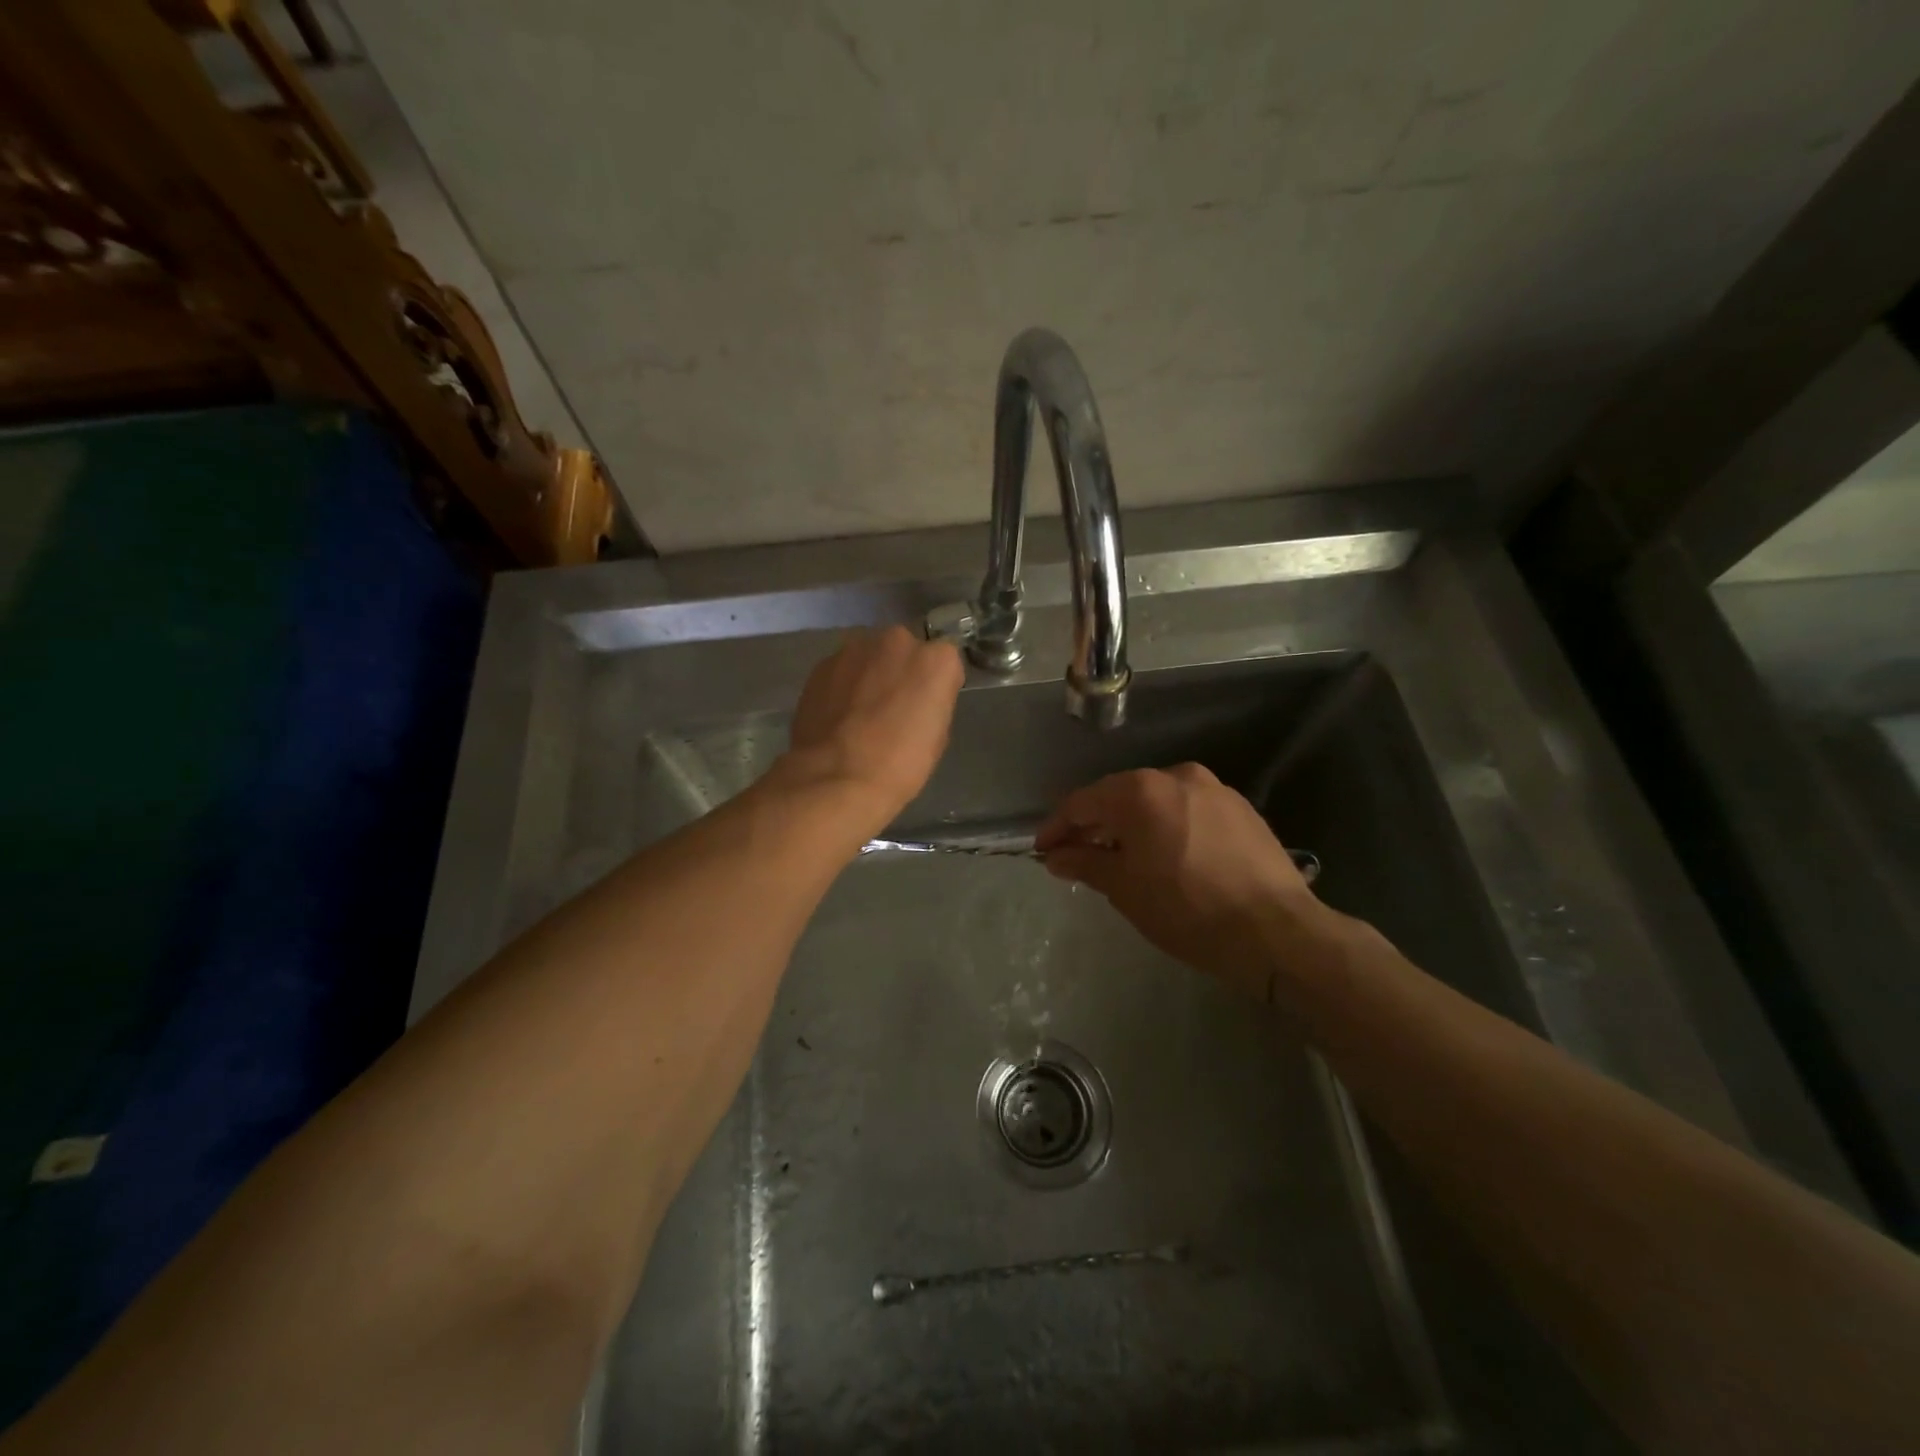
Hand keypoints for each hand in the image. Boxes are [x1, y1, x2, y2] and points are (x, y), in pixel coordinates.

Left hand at [781, 626, 964, 831]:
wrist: (837, 777)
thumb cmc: (900, 765)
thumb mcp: (937, 736)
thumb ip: (931, 702)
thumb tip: (916, 699)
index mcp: (936, 660)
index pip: (943, 663)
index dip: (934, 686)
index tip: (925, 708)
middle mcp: (898, 641)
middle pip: (904, 650)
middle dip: (899, 671)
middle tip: (891, 706)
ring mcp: (856, 648)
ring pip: (870, 656)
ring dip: (869, 674)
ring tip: (859, 711)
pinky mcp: (823, 663)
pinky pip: (842, 669)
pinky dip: (842, 684)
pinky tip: (837, 714)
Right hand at [1035, 763, 1328, 998]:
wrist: (1276, 931)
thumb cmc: (1187, 909)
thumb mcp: (1125, 889)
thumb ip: (1084, 863)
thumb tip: (1056, 856)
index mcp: (1141, 791)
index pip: (1083, 802)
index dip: (1057, 827)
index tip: (1043, 851)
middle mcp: (1176, 776)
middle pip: (1119, 796)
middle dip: (1094, 825)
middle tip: (1077, 856)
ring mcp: (1213, 788)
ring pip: (1156, 801)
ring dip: (1132, 825)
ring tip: (1121, 858)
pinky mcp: (1240, 807)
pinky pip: (1187, 810)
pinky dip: (1166, 826)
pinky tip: (1166, 855)